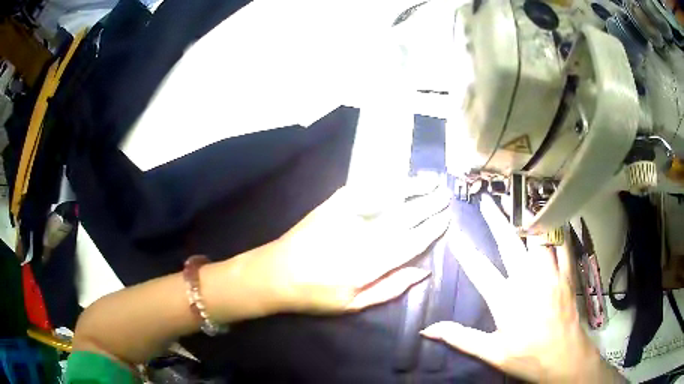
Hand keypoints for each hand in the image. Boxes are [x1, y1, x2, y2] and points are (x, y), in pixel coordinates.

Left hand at [254, 180, 451, 313]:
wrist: (275, 273)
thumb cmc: (315, 295)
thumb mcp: (353, 305)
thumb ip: (390, 288)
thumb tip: (422, 272)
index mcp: (371, 263)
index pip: (411, 242)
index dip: (431, 229)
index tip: (447, 218)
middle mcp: (363, 236)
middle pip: (404, 216)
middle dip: (428, 205)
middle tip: (446, 195)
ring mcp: (347, 216)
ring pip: (387, 199)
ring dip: (412, 187)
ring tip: (431, 180)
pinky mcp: (333, 204)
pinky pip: (363, 189)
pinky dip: (383, 183)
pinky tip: (397, 178)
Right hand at [420, 194, 622, 382]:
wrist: (565, 358)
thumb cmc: (527, 356)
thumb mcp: (491, 353)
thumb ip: (461, 338)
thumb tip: (427, 330)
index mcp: (506, 300)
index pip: (479, 270)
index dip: (465, 251)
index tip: (454, 233)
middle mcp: (528, 280)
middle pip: (509, 243)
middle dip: (496, 220)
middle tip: (487, 201)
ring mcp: (550, 273)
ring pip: (538, 237)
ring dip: (526, 219)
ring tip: (518, 204)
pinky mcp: (567, 274)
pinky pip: (562, 245)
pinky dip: (556, 230)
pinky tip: (552, 218)